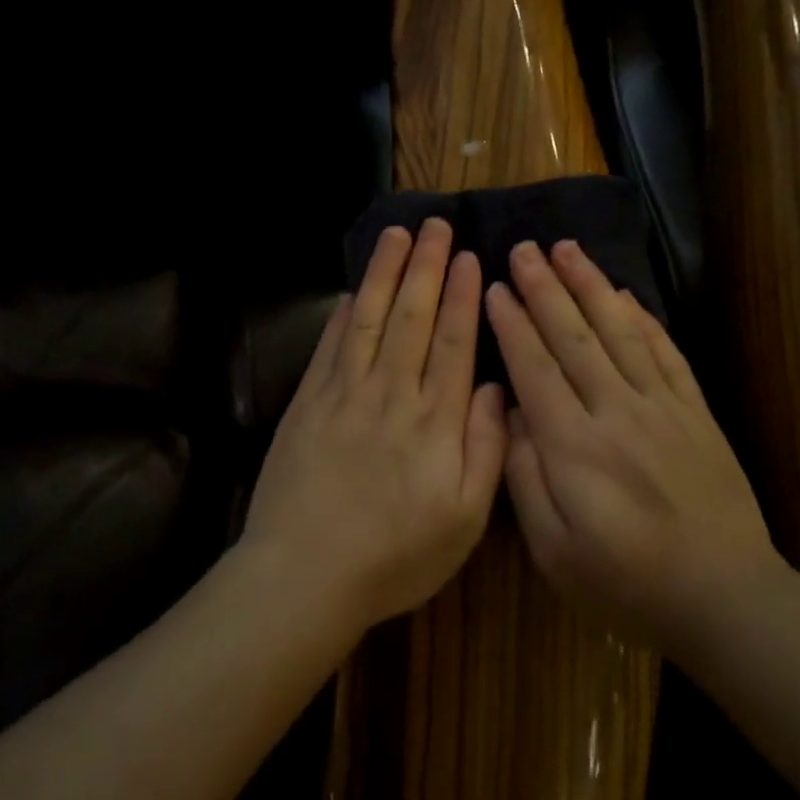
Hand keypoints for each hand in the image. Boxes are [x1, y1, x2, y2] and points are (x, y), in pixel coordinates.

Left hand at [241, 218, 507, 633]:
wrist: (304, 574)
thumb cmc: (394, 556)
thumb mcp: (463, 521)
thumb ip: (485, 449)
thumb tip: (494, 388)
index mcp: (434, 421)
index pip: (452, 343)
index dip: (462, 297)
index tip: (469, 258)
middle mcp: (390, 394)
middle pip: (413, 317)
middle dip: (426, 267)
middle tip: (435, 225)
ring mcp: (343, 394)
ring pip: (371, 319)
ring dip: (386, 274)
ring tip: (397, 235)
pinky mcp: (307, 403)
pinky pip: (331, 346)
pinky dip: (345, 313)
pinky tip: (355, 291)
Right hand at [485, 238, 781, 649]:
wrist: (725, 599)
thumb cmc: (626, 584)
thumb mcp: (554, 551)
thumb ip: (525, 476)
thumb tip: (512, 412)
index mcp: (573, 446)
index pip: (534, 367)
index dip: (512, 323)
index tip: (495, 286)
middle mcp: (616, 412)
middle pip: (573, 336)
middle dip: (545, 288)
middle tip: (524, 248)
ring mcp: (661, 407)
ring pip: (619, 331)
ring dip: (590, 286)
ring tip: (568, 249)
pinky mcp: (695, 412)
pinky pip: (665, 352)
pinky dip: (643, 317)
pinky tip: (625, 293)